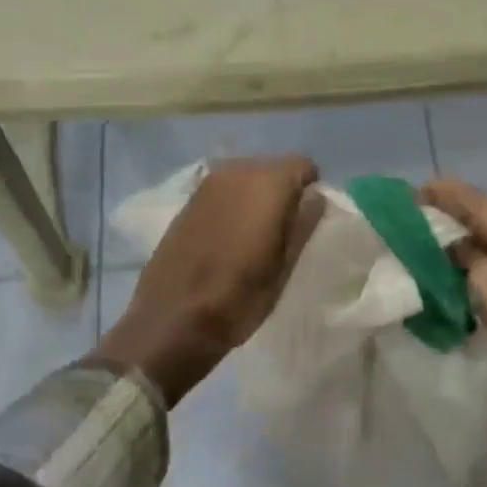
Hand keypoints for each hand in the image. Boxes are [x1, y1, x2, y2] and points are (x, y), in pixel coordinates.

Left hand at [100, 156, 320, 404]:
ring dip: (256, 198)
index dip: (309, 192)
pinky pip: (224, 191)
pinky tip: (227, 238)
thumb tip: (316, 197)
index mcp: (266, 184)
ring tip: (255, 236)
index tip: (304, 223)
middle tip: (282, 232)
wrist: (170, 320)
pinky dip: (233, 205)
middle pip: (273, 168)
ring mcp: (207, 184)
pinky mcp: (188, 201)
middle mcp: (235, 171)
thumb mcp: (284, 267)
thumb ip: (303, 224)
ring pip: (247, 178)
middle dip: (282, 193)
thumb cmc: (237, 298)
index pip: (302, 165)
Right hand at [420, 178, 486, 438]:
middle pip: (476, 203)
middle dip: (446, 215)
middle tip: (417, 237)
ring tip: (440, 252)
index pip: (457, 192)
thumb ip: (465, 258)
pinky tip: (475, 265)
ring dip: (467, 231)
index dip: (428, 196)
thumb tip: (454, 244)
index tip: (402, 210)